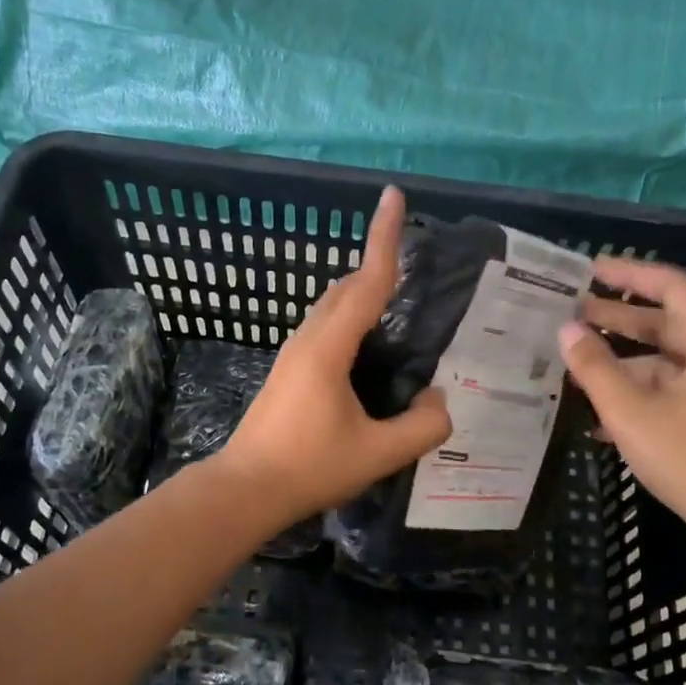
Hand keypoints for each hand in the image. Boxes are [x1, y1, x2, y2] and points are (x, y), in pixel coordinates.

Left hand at [217, 186, 452, 527]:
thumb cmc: (310, 467)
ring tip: (398, 301)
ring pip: (332, 305)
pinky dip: (351, 316)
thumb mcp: (378, 454)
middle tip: (413, 258)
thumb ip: (422, 426)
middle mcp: (308, 338)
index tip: (393, 195)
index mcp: (329, 346)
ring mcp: (294, 352)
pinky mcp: (289, 369)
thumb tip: (440, 400)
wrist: (246, 489)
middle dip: (377, 262)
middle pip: (346, 286)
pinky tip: (368, 345)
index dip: (384, 237)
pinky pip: (326, 325)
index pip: (367, 281)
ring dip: (362, 291)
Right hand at [559, 257, 685, 547]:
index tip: (590, 269)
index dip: (629, 273)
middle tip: (572, 311)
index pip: (672, 285)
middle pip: (669, 320)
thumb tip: (567, 330)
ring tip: (577, 360)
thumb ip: (594, 367)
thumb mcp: (631, 412)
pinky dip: (642, 388)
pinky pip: (677, 386)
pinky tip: (602, 410)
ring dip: (625, 358)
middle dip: (619, 316)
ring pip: (669, 357)